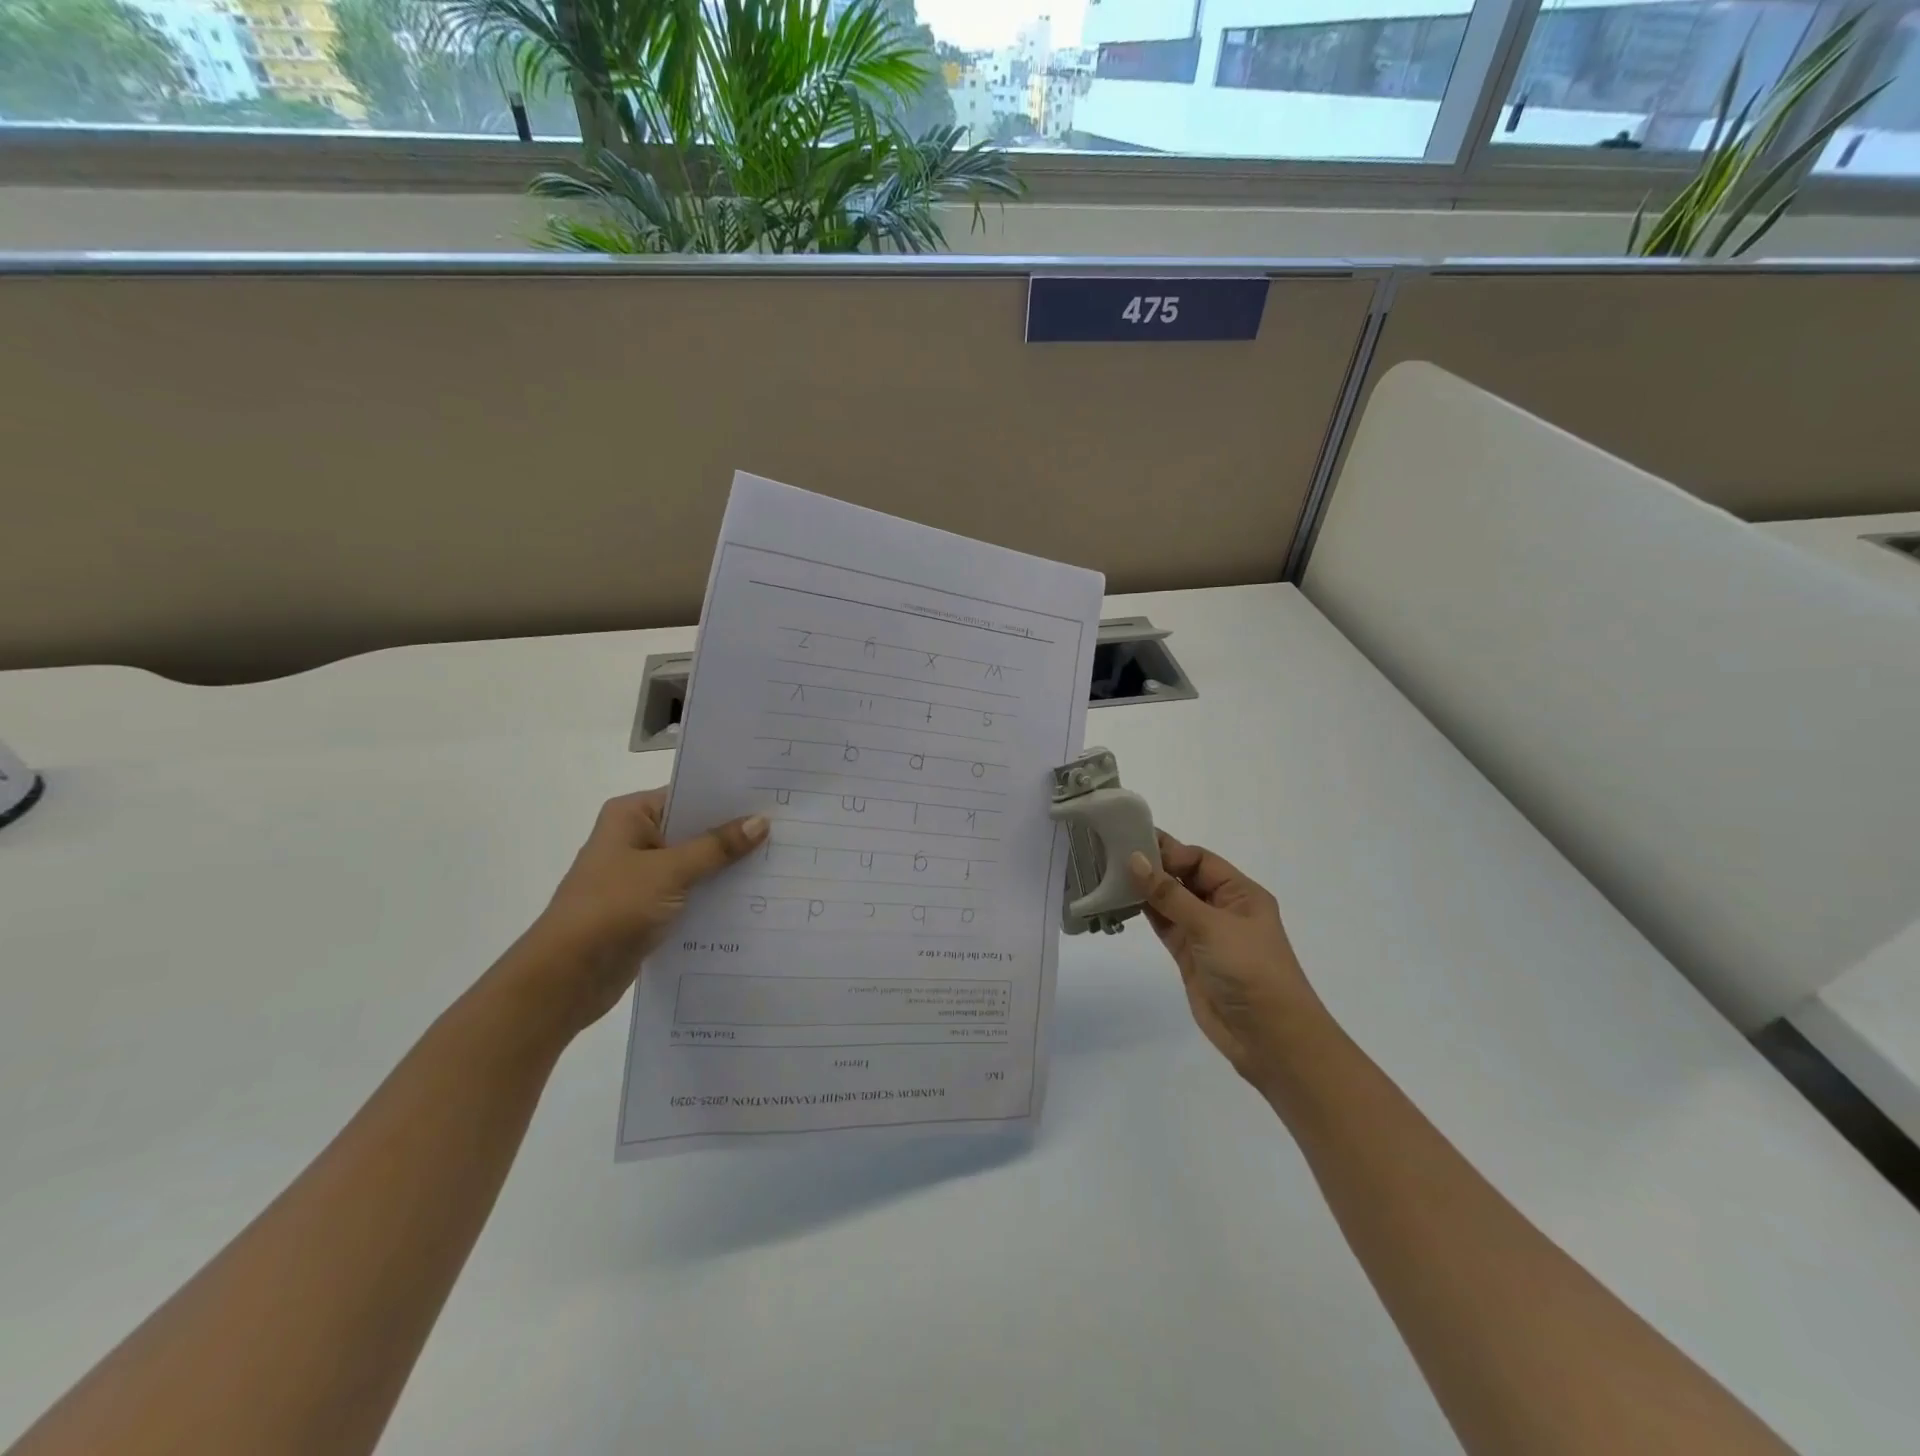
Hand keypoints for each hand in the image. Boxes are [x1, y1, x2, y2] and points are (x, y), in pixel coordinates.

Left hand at [521, 789, 767, 1033]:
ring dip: (728, 866)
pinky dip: (715, 894)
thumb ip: (716, 847)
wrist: (566, 977)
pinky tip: (755, 897)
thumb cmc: (612, 908)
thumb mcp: (669, 872)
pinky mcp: (649, 908)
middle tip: (788, 828)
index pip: (689, 794)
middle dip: (735, 833)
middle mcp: (636, 838)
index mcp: (631, 816)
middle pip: (695, 828)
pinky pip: (691, 892)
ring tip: (781, 861)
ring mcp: (642, 875)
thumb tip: (761, 821)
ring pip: (696, 862)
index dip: (729, 797)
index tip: (773, 797)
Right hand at [1128, 832, 1323, 1088]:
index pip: (1200, 860)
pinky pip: (1164, 925)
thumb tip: (1135, 859)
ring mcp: (1204, 933)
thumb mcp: (1211, 925)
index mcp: (1240, 893)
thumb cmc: (1250, 970)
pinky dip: (1144, 913)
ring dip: (1144, 889)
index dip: (1169, 851)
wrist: (1270, 1038)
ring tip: (1108, 872)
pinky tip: (1120, 900)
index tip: (1132, 845)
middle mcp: (1222, 908)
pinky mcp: (1188, 956)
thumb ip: (1169, 894)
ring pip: (1170, 902)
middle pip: (1183, 877)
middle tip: (1112, 852)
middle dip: (1153, 866)